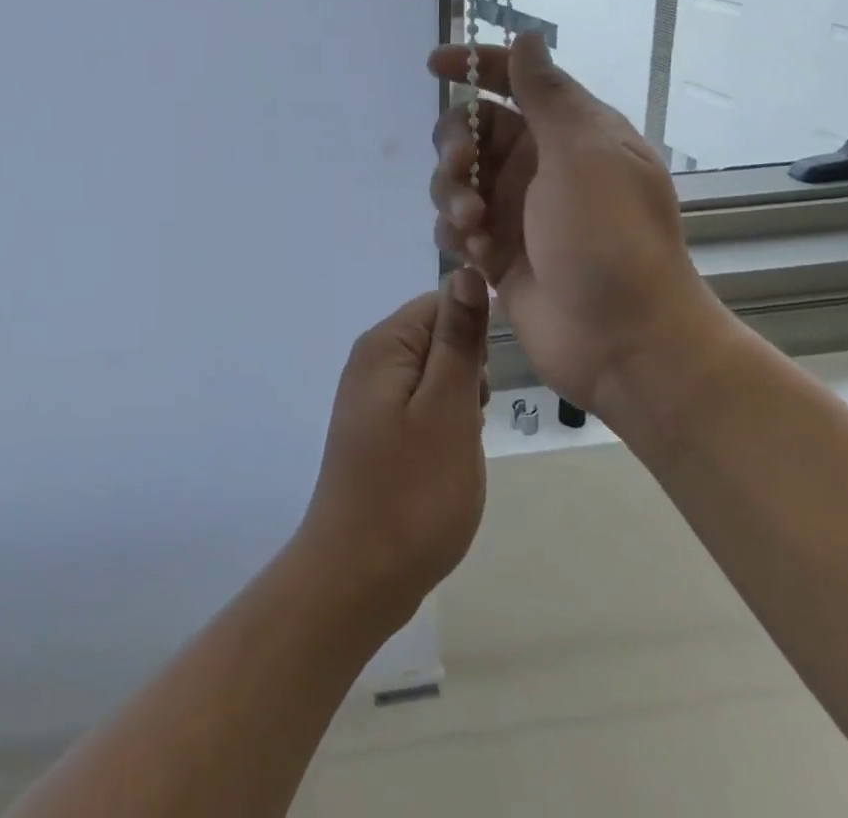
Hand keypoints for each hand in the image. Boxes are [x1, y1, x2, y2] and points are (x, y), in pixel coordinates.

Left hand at [294, 270, 489, 628]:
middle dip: (469, 371)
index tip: (488, 381)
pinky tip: (448, 459)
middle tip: (473, 419)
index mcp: (384, 345)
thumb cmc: (413, 490)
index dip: (475, 334)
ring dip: (460, 402)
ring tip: (462, 444)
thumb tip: (466, 271)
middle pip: (437, 337)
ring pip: (435, 375)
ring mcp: (370, 398)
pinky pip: (421, 406)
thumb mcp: (449, 408)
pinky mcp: (376, 431)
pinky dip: (444, 424)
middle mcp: (370, 361)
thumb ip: (459, 338)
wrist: (359, 575)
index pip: (441, 303)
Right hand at [427, 33, 720, 422]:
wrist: (623, 340)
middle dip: (455, 141)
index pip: (517, 81)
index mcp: (572, 133)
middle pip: (473, 129)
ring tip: (473, 223)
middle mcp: (540, 165)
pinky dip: (454, 229)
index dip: (476, 65)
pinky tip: (471, 251)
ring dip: (452, 191)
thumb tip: (528, 38)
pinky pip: (455, 223)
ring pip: (456, 177)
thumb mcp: (584, 154)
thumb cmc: (610, 236)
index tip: (435, 63)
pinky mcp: (496, 251)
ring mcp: (517, 210)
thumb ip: (547, 95)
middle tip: (459, 164)